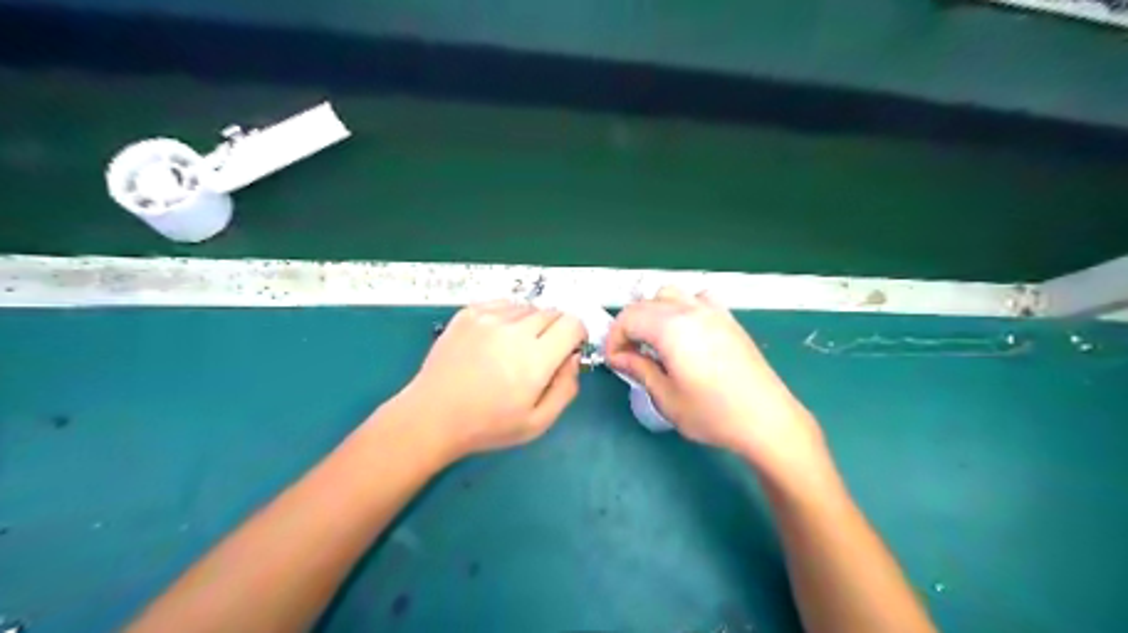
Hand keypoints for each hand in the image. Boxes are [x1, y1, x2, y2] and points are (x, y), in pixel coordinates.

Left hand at [392, 300, 586, 456]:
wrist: (433, 416)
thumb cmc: (488, 425)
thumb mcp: (538, 422)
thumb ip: (566, 388)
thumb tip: (573, 357)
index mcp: (535, 358)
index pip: (572, 323)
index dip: (577, 335)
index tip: (568, 350)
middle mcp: (514, 330)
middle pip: (552, 312)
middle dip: (555, 330)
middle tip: (540, 355)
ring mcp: (488, 318)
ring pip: (527, 307)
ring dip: (531, 323)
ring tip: (514, 348)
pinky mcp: (468, 313)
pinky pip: (502, 303)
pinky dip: (509, 316)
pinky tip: (497, 338)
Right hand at [608, 287, 826, 478]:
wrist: (766, 420)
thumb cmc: (712, 413)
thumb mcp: (666, 397)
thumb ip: (639, 369)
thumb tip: (618, 357)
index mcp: (671, 328)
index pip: (628, 318)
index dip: (614, 338)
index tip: (614, 361)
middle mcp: (691, 311)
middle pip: (646, 303)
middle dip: (630, 326)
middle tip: (629, 355)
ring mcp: (713, 311)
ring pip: (671, 294)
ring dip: (654, 312)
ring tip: (656, 341)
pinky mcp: (729, 319)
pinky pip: (698, 298)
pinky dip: (683, 307)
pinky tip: (687, 333)